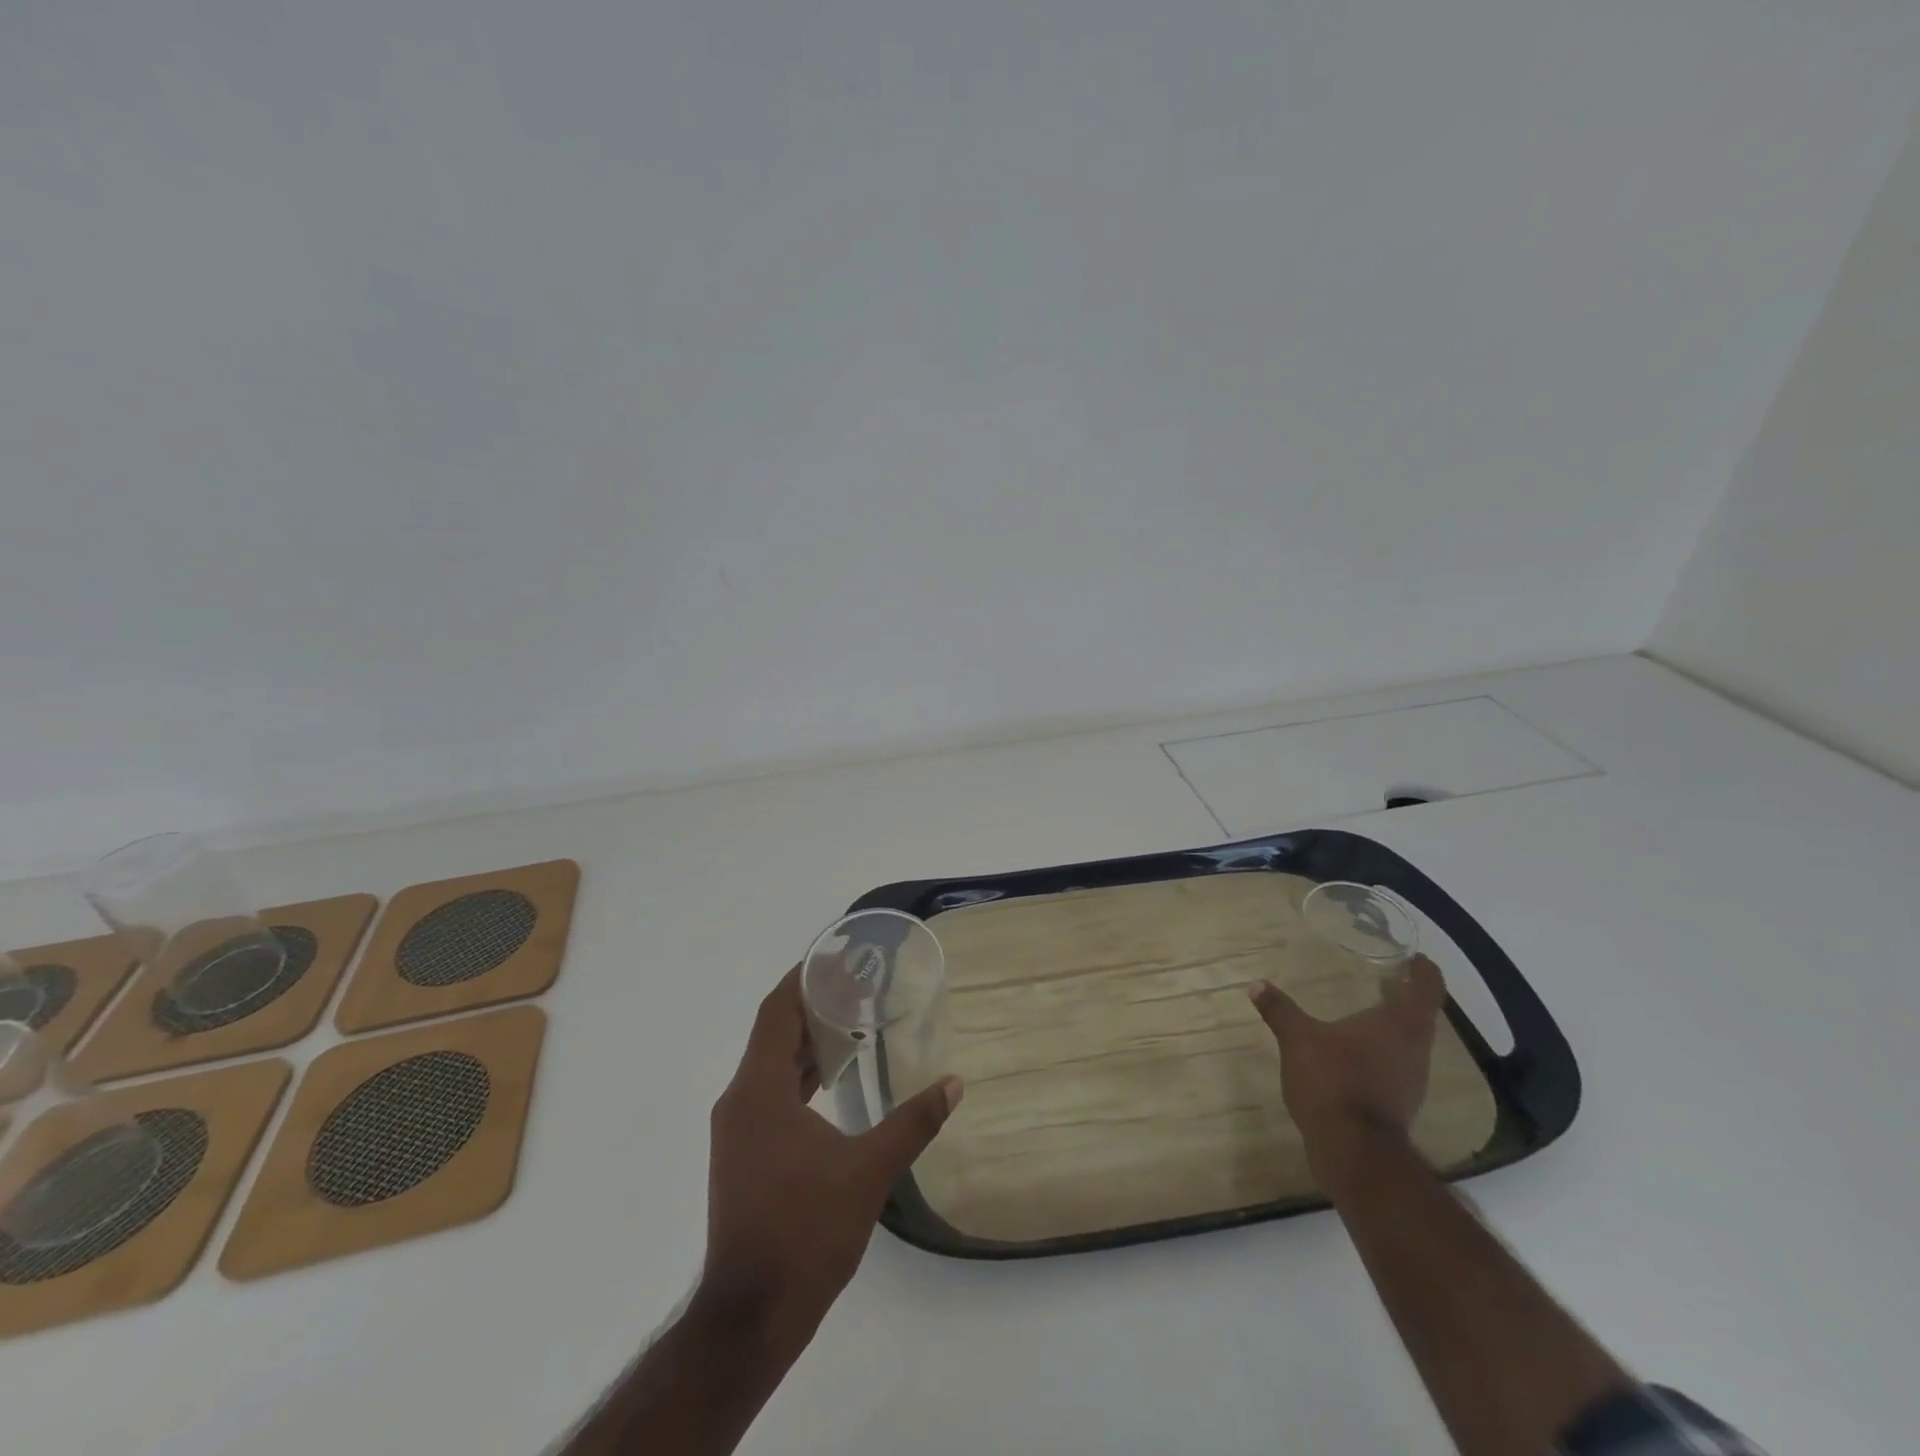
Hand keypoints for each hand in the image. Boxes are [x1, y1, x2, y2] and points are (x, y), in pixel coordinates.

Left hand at [698, 966, 962, 1354]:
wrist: (750, 1317)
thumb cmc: (805, 1232)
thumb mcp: (868, 1173)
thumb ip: (912, 1123)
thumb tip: (954, 1084)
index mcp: (758, 1091)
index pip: (777, 1011)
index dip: (803, 977)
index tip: (836, 956)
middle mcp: (739, 1101)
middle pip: (774, 1033)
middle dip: (813, 1006)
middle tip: (858, 986)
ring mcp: (737, 1130)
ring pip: (771, 1065)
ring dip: (807, 1042)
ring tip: (853, 1025)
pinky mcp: (742, 1154)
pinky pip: (770, 1093)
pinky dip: (800, 1076)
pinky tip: (833, 1081)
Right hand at [1247, 955, 1446, 1191]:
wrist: (1354, 1151)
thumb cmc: (1334, 1081)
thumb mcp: (1298, 1039)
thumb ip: (1280, 1010)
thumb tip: (1257, 985)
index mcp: (1399, 1025)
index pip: (1427, 989)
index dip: (1425, 971)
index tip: (1417, 958)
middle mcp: (1415, 1050)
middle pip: (1421, 1017)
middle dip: (1405, 998)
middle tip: (1385, 980)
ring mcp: (1411, 1081)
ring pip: (1410, 1044)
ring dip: (1393, 1027)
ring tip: (1368, 1013)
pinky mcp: (1399, 1104)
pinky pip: (1396, 1066)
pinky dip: (1382, 1053)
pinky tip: (1356, 1054)